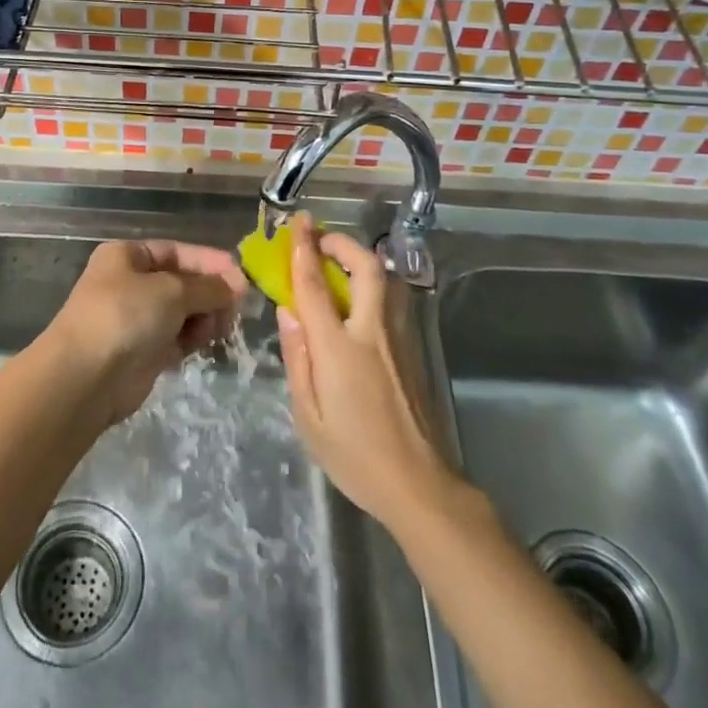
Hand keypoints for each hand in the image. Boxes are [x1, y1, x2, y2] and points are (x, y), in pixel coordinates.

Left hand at [46, 239, 247, 422]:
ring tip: (219, 328)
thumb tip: (234, 286)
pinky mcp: (143, 352)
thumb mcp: (172, 291)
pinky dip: (193, 338)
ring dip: (204, 317)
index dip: (211, 262)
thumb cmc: (125, 316)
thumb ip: (207, 286)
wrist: (85, 377)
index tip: (242, 278)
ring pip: (183, 312)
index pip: (178, 252)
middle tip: (236, 308)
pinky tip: (207, 343)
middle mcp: (130, 283)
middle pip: (182, 282)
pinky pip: (177, 337)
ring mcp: (136, 319)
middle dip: (210, 293)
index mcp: (128, 256)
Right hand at [277, 214, 459, 528]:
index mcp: (340, 348)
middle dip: (342, 243)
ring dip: (360, 260)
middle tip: (319, 240)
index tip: (298, 222)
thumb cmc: (354, 455)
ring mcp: (399, 338)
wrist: (418, 485)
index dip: (303, 249)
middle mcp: (373, 332)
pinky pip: (392, 301)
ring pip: (385, 280)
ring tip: (335, 264)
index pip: (316, 285)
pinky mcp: (414, 349)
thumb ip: (298, 358)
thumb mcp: (308, 415)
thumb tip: (288, 313)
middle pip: (365, 267)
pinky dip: (372, 284)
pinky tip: (356, 301)